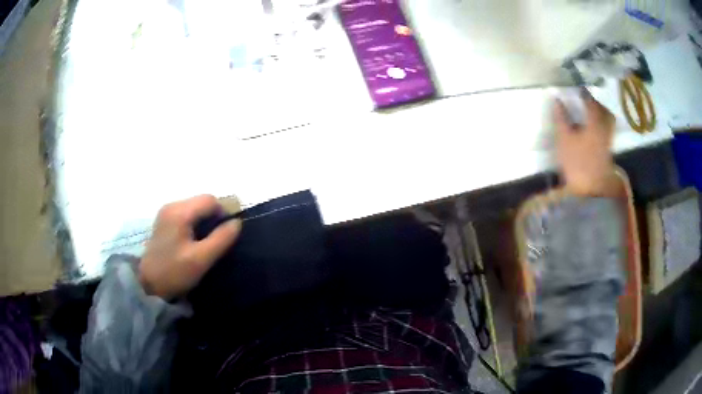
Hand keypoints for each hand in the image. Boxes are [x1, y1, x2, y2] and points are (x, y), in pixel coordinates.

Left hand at [139, 195, 241, 299]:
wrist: (149, 284)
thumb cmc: (174, 272)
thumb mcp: (201, 259)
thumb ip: (221, 239)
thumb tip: (237, 222)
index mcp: (179, 212)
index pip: (210, 200)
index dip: (223, 212)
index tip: (227, 233)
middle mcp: (172, 205)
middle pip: (201, 201)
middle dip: (214, 217)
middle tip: (218, 239)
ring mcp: (166, 212)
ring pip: (195, 207)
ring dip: (205, 220)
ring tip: (207, 241)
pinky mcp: (164, 220)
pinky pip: (186, 213)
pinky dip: (195, 222)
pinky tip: (194, 240)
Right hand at [555, 92, 620, 196]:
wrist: (589, 190)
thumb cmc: (576, 162)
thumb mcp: (564, 138)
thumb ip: (561, 117)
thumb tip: (556, 98)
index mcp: (595, 123)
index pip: (591, 102)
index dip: (584, 94)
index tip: (578, 89)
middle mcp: (605, 129)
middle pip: (605, 112)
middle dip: (597, 104)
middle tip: (587, 102)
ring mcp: (608, 142)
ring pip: (608, 122)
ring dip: (601, 115)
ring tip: (590, 115)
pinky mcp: (608, 152)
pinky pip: (607, 132)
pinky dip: (602, 126)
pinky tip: (593, 129)